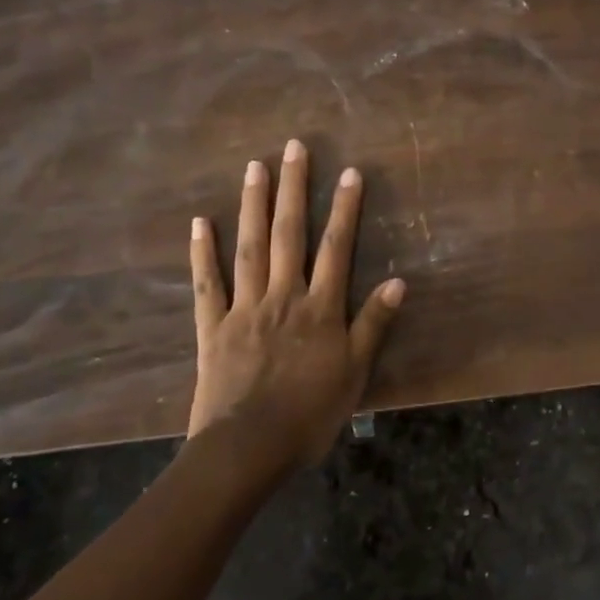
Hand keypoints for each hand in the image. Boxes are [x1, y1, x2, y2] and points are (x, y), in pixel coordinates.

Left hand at [187, 139, 405, 465]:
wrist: (246, 451)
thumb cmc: (309, 415)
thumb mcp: (354, 373)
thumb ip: (373, 325)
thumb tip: (399, 282)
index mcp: (319, 307)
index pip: (336, 247)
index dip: (345, 208)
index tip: (350, 172)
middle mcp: (283, 296)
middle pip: (290, 234)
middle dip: (294, 189)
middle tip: (294, 148)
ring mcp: (244, 308)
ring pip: (250, 247)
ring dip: (253, 205)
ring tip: (254, 167)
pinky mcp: (213, 328)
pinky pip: (208, 284)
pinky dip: (203, 253)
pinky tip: (200, 222)